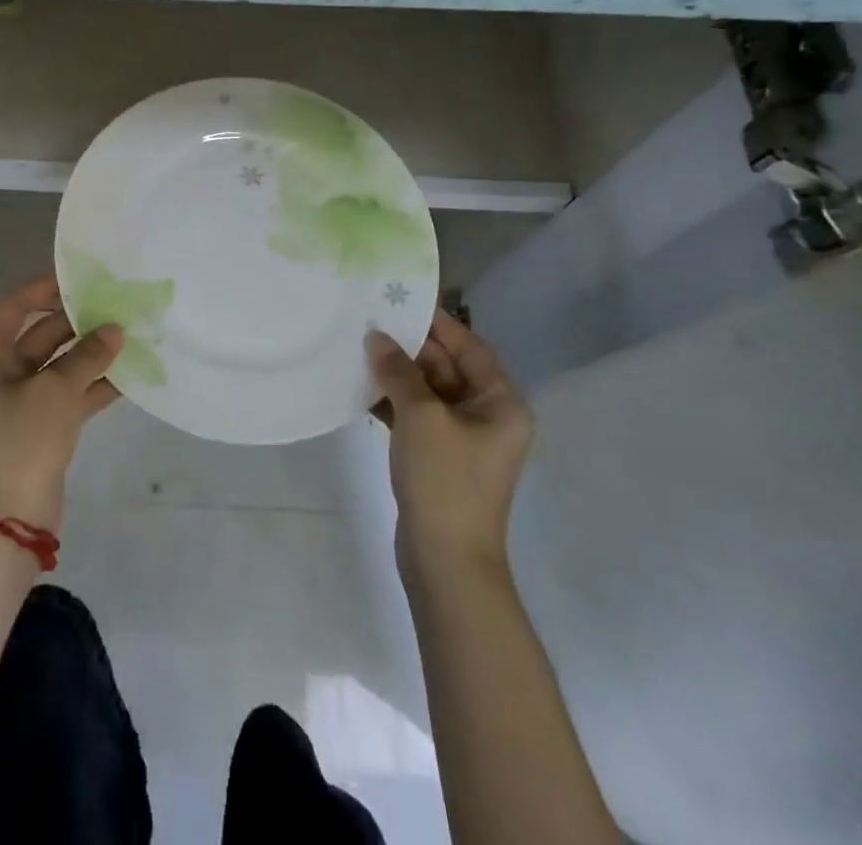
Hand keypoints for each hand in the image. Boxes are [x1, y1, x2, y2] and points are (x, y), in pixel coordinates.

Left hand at [0, 275, 122, 535]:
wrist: (9, 521)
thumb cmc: (21, 441)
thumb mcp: (56, 392)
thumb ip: (87, 356)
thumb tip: (115, 331)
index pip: (10, 308)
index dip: (40, 289)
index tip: (77, 280)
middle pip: (39, 336)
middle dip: (76, 322)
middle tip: (115, 306)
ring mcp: (21, 404)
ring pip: (59, 366)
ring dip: (90, 353)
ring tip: (129, 335)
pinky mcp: (41, 427)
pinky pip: (69, 394)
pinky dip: (94, 385)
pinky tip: (129, 375)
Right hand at [368, 309, 533, 574]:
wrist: (445, 562)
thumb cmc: (445, 480)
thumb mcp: (420, 416)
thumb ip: (398, 370)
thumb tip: (377, 336)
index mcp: (501, 403)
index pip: (470, 347)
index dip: (438, 323)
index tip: (402, 300)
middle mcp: (488, 416)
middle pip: (448, 367)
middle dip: (411, 347)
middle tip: (371, 322)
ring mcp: (463, 440)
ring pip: (429, 391)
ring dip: (398, 374)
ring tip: (360, 350)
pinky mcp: (440, 458)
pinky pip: (418, 416)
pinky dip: (394, 402)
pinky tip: (362, 389)